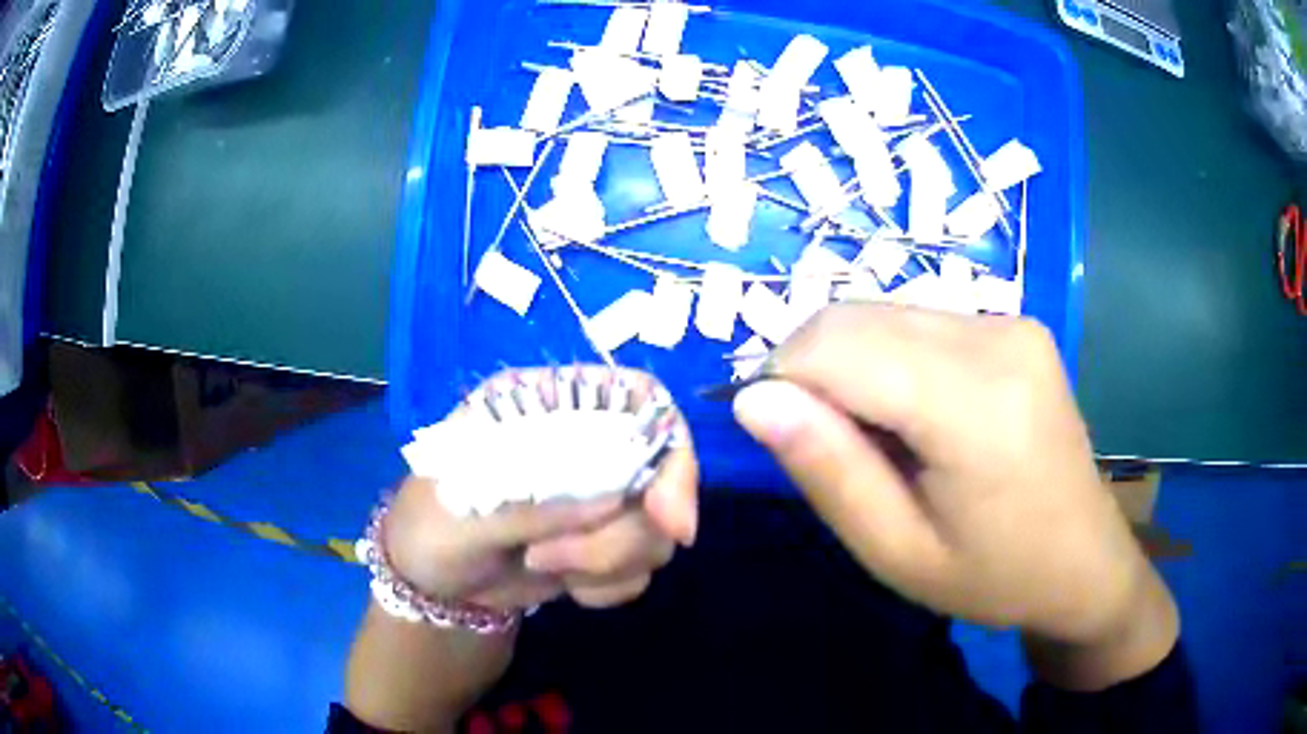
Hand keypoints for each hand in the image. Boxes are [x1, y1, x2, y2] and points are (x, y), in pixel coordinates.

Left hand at [385, 369, 698, 611]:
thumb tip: (619, 504)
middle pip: (661, 475)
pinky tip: (566, 587)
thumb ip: (535, 507)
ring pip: (655, 530)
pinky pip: (641, 568)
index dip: (670, 448)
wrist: (430, 585)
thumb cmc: (430, 526)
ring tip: (542, 566)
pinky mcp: (602, 544)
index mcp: (547, 408)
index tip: (666, 516)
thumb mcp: (465, 511)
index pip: (640, 401)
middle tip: (561, 562)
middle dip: (624, 535)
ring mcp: (597, 498)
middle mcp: (585, 446)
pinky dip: (609, 587)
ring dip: (609, 564)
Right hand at [731, 305, 1170, 652]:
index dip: (784, 381)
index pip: (837, 346)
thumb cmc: (994, 577)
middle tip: (834, 448)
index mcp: (976, 406)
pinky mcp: (1016, 322)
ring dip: (851, 364)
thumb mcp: (897, 553)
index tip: (785, 440)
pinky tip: (915, 413)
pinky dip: (888, 358)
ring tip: (880, 438)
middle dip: (812, 371)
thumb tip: (753, 399)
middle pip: (854, 317)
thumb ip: (827, 472)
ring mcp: (1011, 321)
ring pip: (880, 312)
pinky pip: (917, 319)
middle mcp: (997, 338)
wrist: (1085, 561)